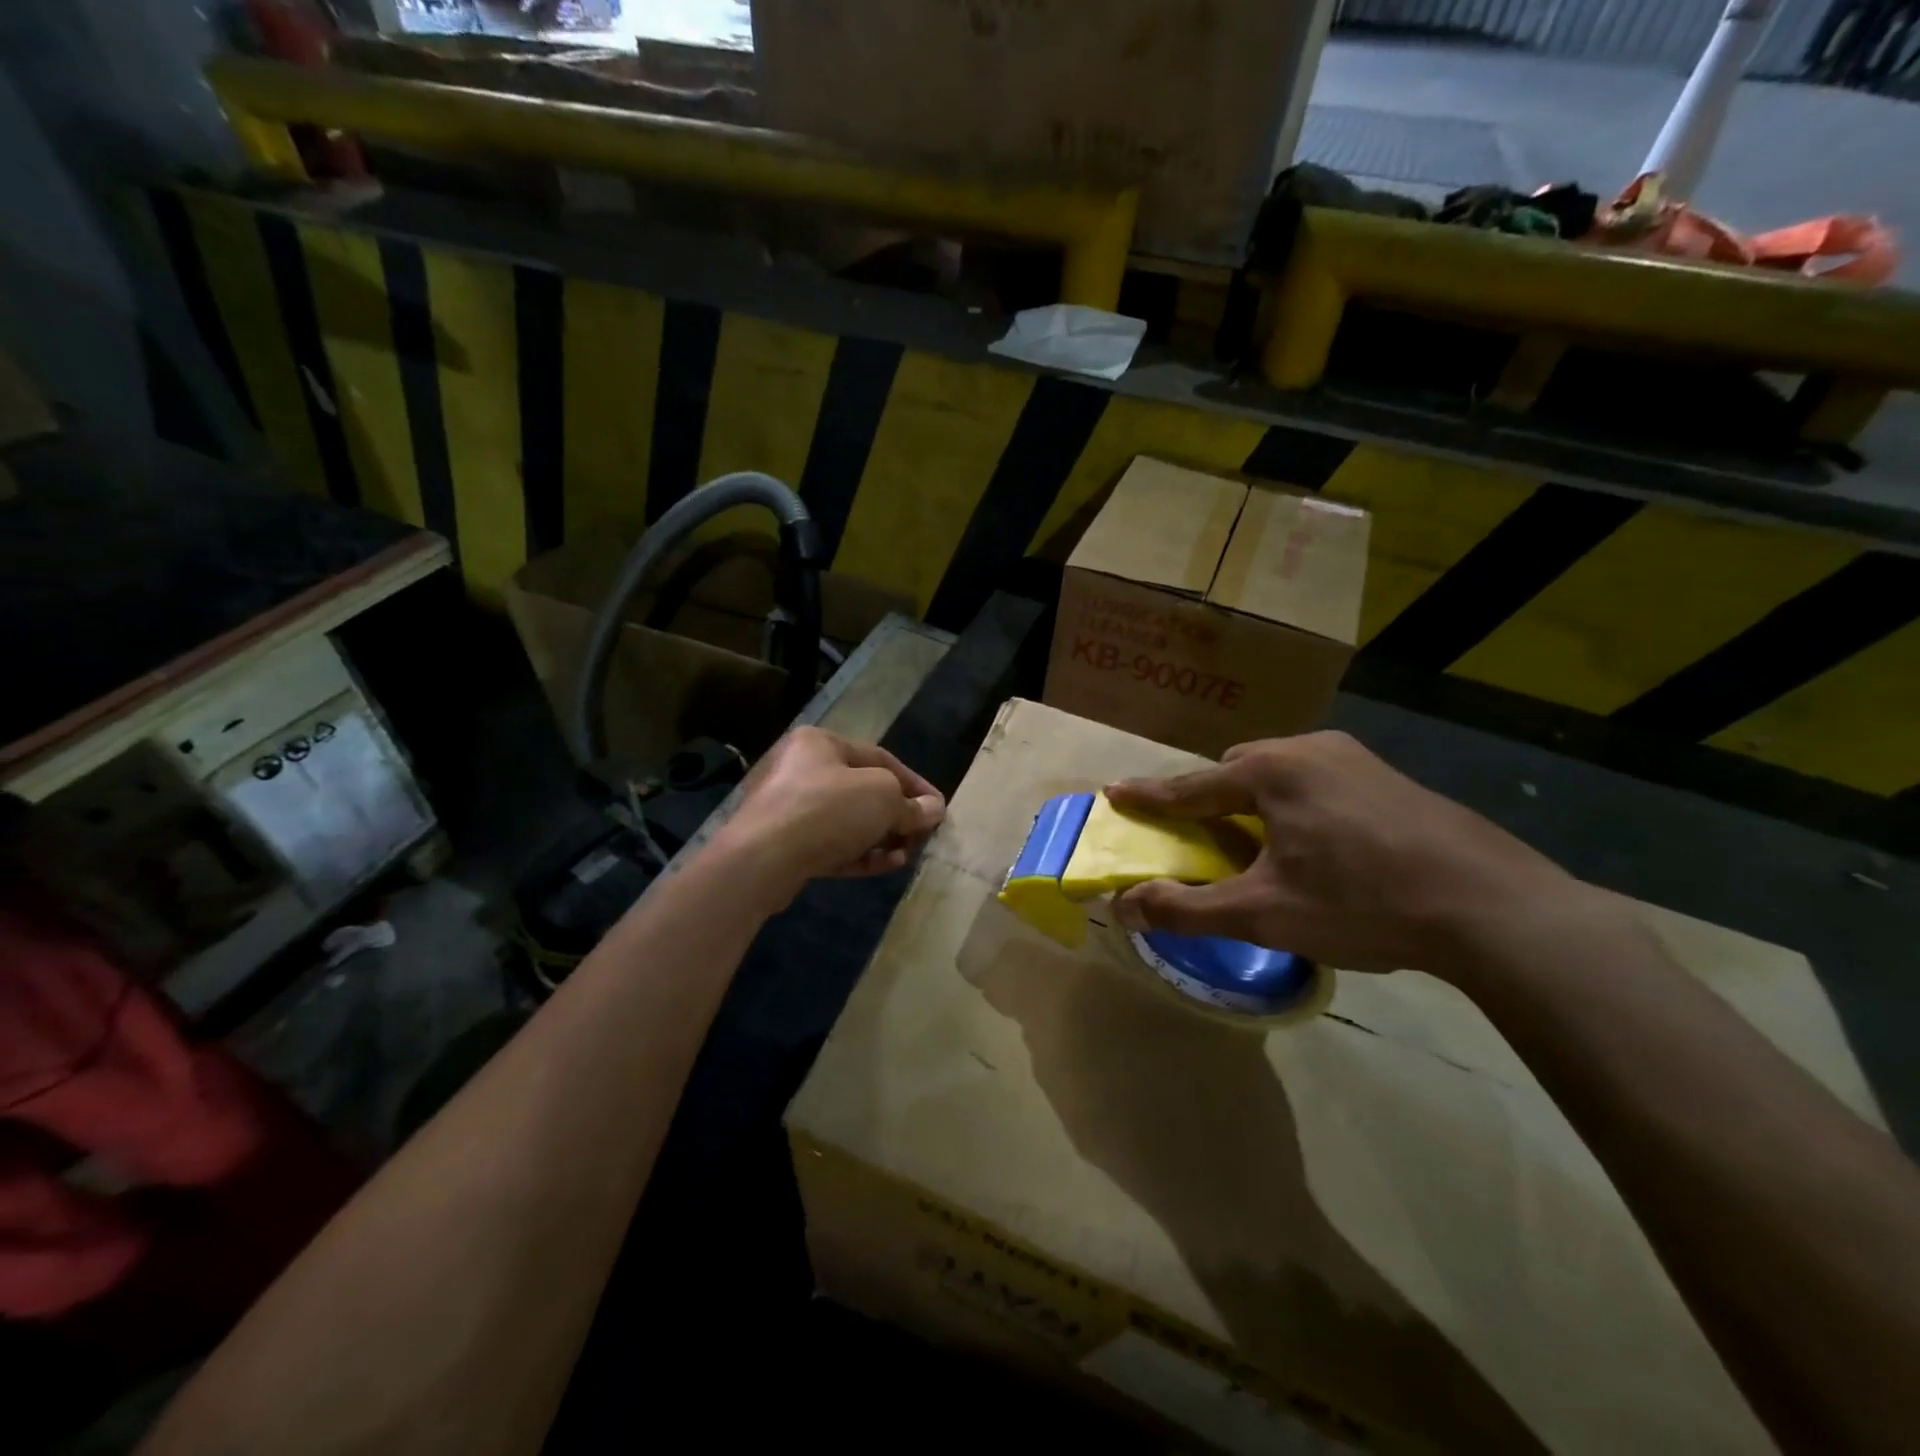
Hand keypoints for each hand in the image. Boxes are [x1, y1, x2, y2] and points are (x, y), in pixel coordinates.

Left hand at [711, 728, 943, 900]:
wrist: (762, 859)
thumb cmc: (827, 809)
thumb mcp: (882, 797)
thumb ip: (911, 804)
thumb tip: (933, 809)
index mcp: (820, 743)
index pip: (881, 758)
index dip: (914, 784)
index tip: (938, 808)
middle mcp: (802, 769)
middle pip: (864, 791)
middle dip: (897, 815)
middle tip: (921, 835)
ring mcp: (790, 809)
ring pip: (848, 821)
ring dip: (882, 838)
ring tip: (906, 854)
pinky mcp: (786, 845)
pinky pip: (832, 844)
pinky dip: (860, 853)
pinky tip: (886, 864)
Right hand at [1106, 732, 1596, 980]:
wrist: (1493, 906)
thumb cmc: (1364, 903)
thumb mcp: (1265, 914)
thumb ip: (1188, 909)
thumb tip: (1124, 906)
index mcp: (1272, 772)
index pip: (1191, 786)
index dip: (1150, 796)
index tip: (1115, 793)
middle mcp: (1309, 749)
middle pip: (1238, 770)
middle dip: (1212, 798)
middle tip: (1203, 835)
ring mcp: (1356, 758)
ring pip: (1282, 772)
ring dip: (1257, 801)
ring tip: (1263, 843)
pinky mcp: (1390, 777)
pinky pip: (1319, 780)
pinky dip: (1297, 804)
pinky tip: (1320, 844)